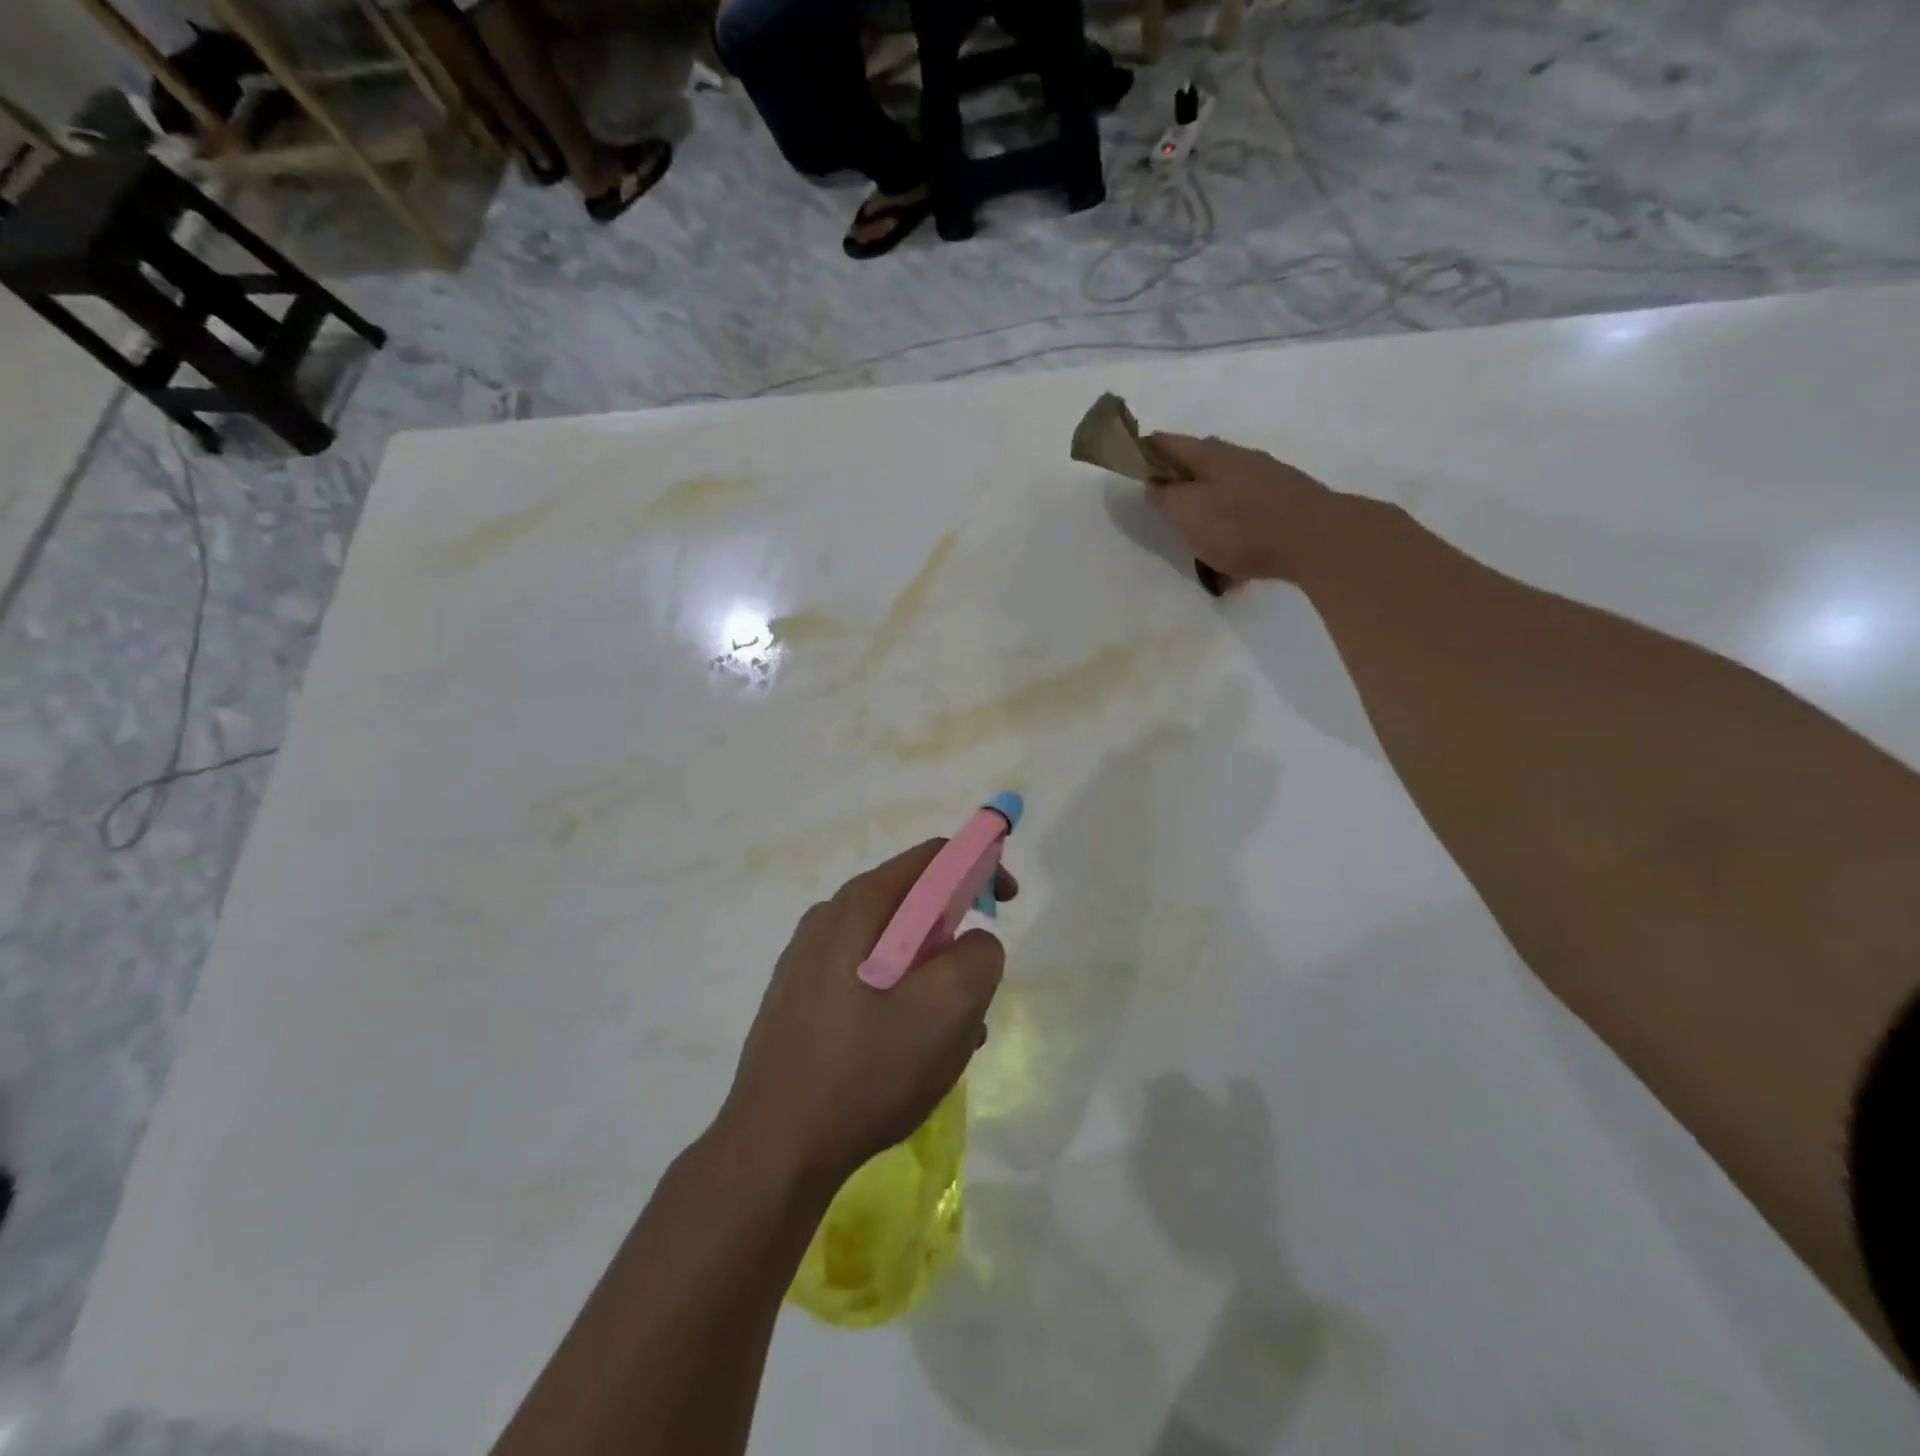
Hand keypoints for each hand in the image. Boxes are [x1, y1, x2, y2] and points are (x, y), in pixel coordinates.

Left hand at [716, 841, 1014, 1191]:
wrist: (774, 1150)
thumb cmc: (867, 1071)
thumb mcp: (948, 1009)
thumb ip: (979, 955)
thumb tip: (974, 942)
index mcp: (859, 905)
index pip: (933, 857)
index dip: (979, 867)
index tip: (1006, 904)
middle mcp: (828, 919)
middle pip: (912, 904)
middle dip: (956, 938)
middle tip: (977, 991)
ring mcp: (807, 960)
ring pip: (892, 948)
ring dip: (932, 979)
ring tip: (949, 1041)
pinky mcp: (799, 999)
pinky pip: (866, 979)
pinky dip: (900, 999)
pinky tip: (907, 1054)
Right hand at [1146, 433, 1337, 584]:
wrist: (1317, 540)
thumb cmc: (1241, 526)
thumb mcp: (1187, 513)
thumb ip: (1164, 496)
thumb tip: (1154, 482)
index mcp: (1210, 454)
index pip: (1166, 442)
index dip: (1143, 450)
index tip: (1129, 465)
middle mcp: (1239, 457)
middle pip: (1198, 463)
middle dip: (1177, 480)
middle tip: (1160, 505)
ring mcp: (1267, 478)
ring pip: (1224, 487)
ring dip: (1207, 506)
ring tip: (1196, 535)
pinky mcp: (1285, 502)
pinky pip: (1246, 511)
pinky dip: (1231, 526)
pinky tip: (1231, 556)